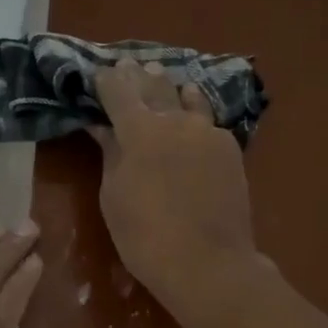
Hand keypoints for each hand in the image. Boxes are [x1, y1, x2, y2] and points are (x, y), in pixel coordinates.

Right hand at [90, 58, 257, 310]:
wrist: (208, 262)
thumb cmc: (145, 236)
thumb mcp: (113, 196)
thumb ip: (110, 154)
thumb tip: (103, 127)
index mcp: (139, 130)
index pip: (117, 90)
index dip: (105, 80)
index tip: (98, 74)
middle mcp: (175, 119)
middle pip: (154, 86)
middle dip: (138, 75)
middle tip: (129, 65)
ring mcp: (207, 131)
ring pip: (186, 97)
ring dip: (170, 87)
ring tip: (163, 78)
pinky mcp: (230, 148)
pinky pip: (207, 120)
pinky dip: (195, 111)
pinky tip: (192, 112)